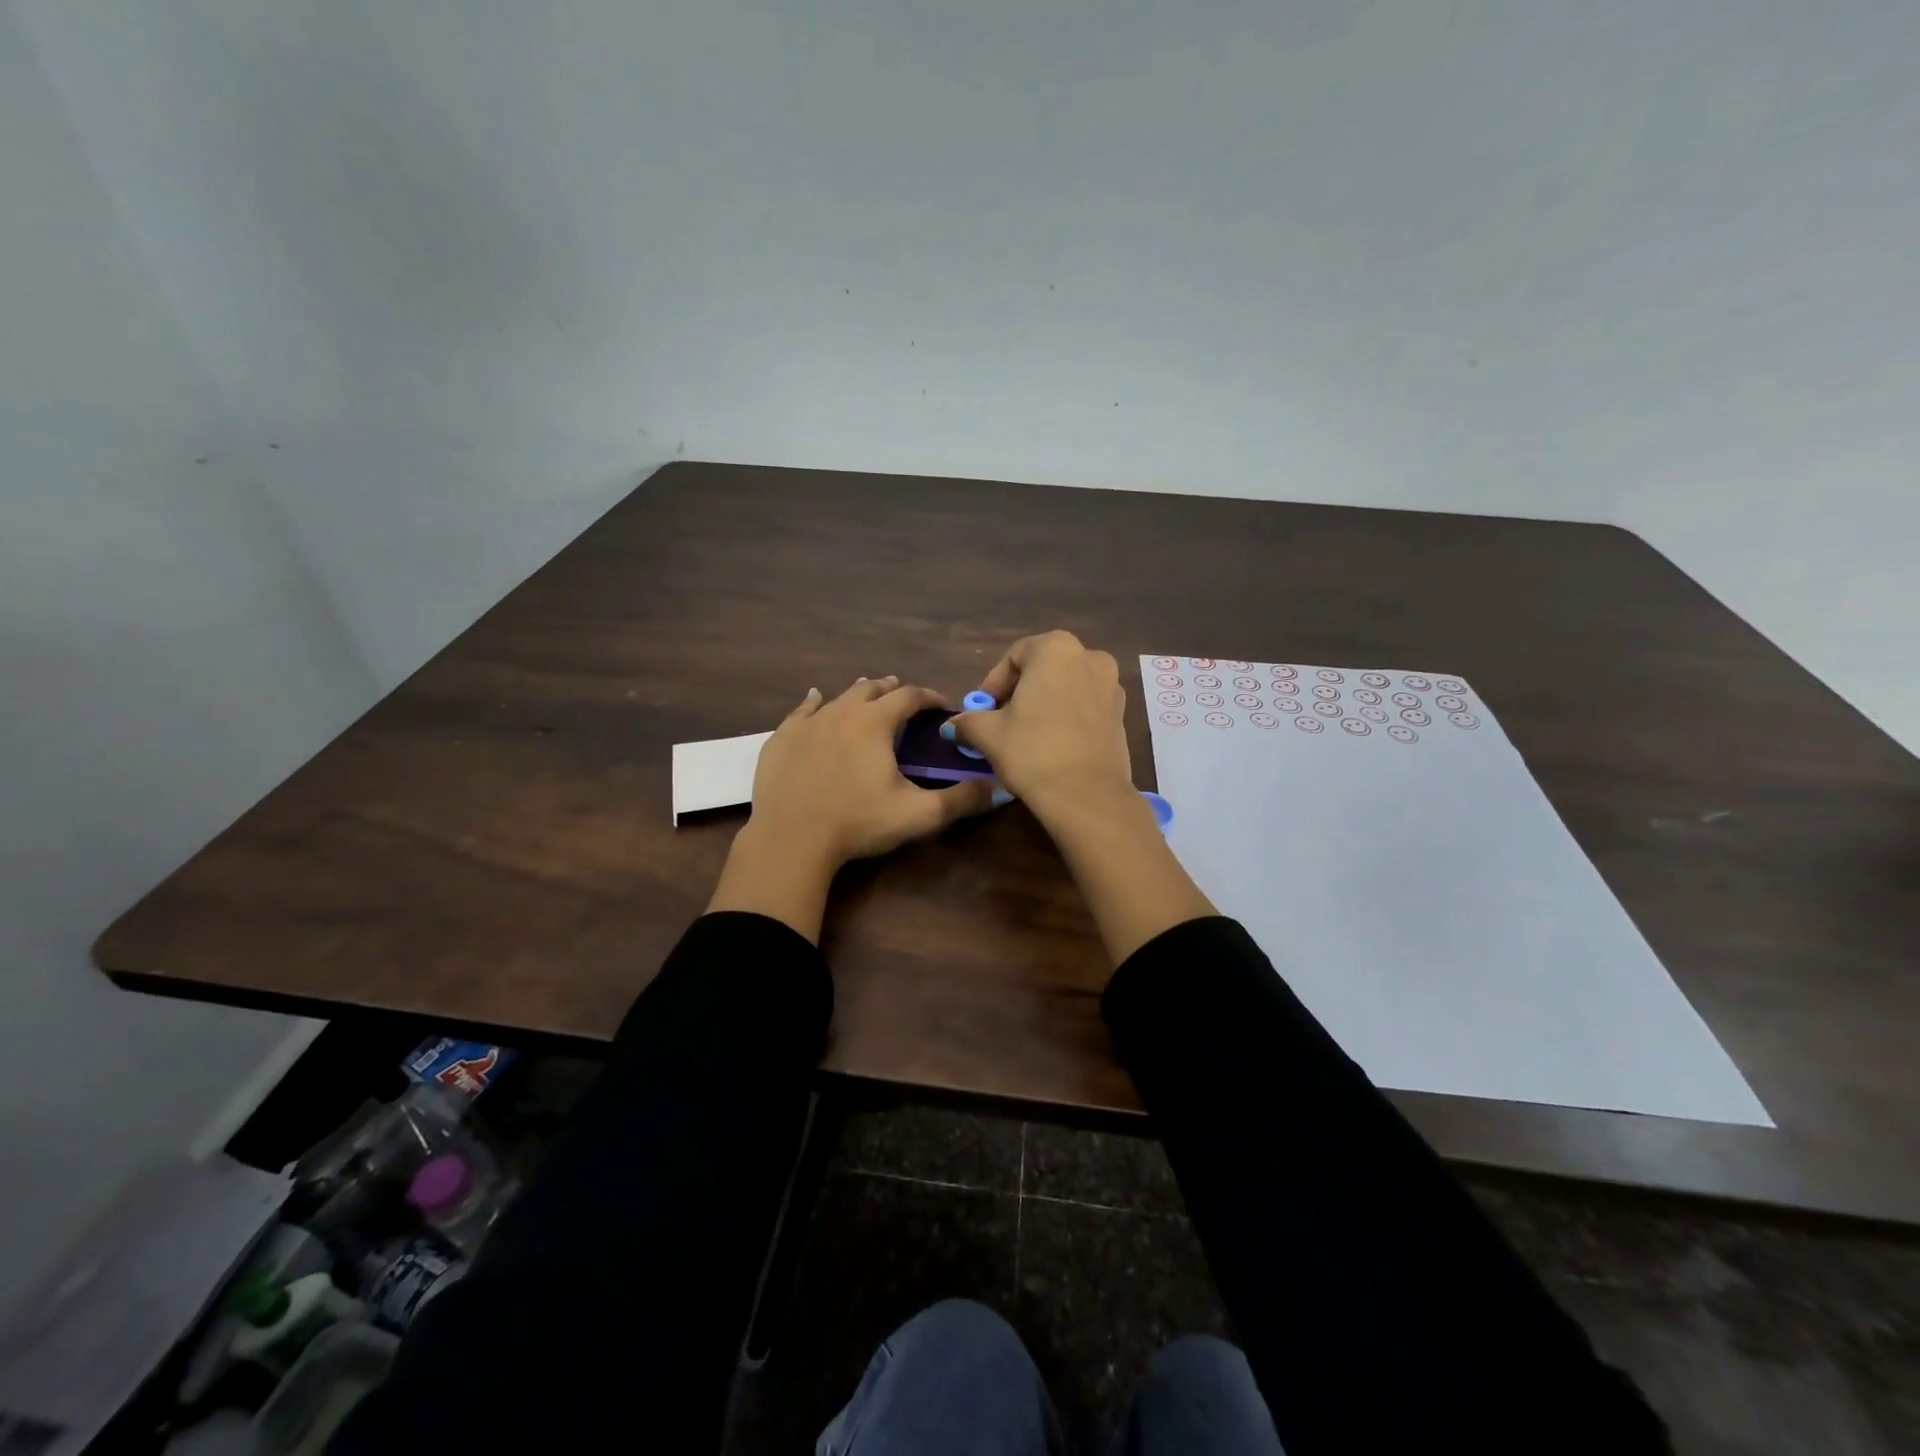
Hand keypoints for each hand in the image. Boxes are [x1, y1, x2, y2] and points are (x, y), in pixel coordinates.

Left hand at [707, 677, 996, 942]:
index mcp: (875, 722)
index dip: (929, 697)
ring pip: (838, 696)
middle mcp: (841, 711)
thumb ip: (961, 800)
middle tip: (904, 696)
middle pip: (872, 689)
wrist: (791, 839)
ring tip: (868, 691)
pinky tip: (815, 699)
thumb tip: (997, 789)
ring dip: (858, 693)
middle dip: (892, 689)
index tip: (941, 704)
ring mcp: (807, 723)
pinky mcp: (781, 739)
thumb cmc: (859, 823)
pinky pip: (801, 711)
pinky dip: (814, 702)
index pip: (909, 696)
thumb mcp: (918, 815)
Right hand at [950, 632, 1133, 815]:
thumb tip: (952, 725)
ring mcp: (1112, 686)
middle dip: (1019, 694)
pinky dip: (1066, 719)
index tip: (982, 712)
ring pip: (1066, 689)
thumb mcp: (988, 734)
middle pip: (1043, 670)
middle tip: (1000, 723)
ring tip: (1026, 737)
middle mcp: (1090, 657)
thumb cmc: (1032, 751)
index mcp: (1057, 648)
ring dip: (1044, 706)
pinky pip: (1085, 708)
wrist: (1087, 795)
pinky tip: (1052, 746)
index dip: (993, 685)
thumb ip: (968, 721)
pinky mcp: (1122, 716)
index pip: (1014, 657)